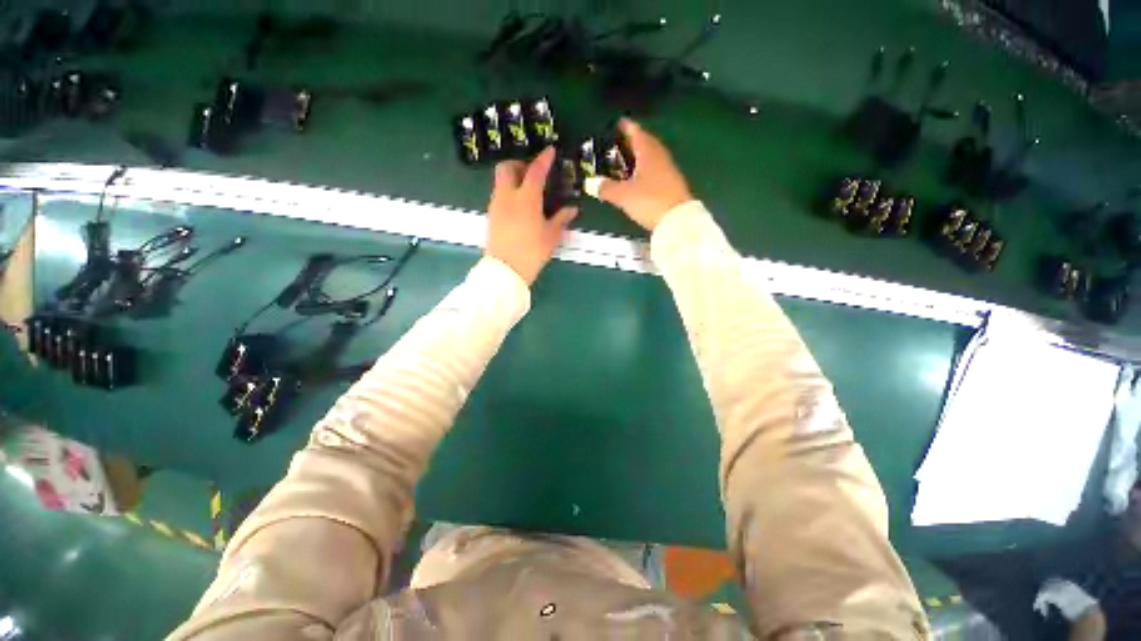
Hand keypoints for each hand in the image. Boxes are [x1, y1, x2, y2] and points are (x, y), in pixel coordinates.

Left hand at [485, 148, 576, 284]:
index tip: (549, 150)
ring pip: (500, 182)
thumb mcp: (551, 236)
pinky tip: (519, 208)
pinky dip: (508, 193)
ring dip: (513, 179)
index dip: (543, 159)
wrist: (506, 270)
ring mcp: (496, 206)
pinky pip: (498, 196)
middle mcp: (507, 196)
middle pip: (507, 168)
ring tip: (527, 192)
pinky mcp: (491, 216)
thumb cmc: (532, 252)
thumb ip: (561, 218)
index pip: (535, 171)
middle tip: (532, 172)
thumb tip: (572, 209)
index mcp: (526, 198)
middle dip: (519, 164)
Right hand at [597, 118, 693, 230]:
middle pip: (647, 143)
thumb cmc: (649, 200)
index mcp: (648, 153)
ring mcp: (669, 171)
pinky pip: (657, 171)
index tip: (619, 122)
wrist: (677, 220)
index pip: (637, 133)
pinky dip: (646, 170)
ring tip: (628, 160)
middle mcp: (660, 158)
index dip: (627, 127)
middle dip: (634, 140)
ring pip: (653, 158)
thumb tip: (591, 184)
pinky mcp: (672, 185)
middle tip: (621, 142)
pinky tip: (640, 178)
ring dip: (641, 156)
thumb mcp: (624, 195)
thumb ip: (606, 188)